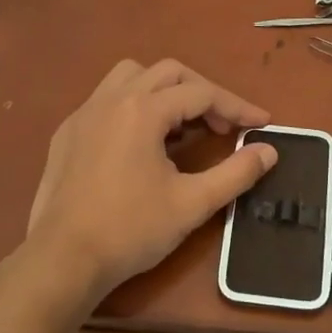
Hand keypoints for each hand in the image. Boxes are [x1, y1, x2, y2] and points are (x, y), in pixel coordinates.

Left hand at [24, 59, 278, 303]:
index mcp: (143, 110)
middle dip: (202, 92)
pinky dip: (133, 106)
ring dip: (164, 90)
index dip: (236, 107)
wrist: (62, 259)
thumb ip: (235, 173)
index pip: (201, 94)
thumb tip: (269, 151)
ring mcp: (84, 113)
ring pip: (131, 76)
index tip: (261, 124)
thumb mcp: (192, 204)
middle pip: (168, 72)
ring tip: (181, 125)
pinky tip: (140, 142)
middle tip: (222, 126)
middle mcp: (112, 99)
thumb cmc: (130, 230)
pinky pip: (106, 99)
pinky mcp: (67, 132)